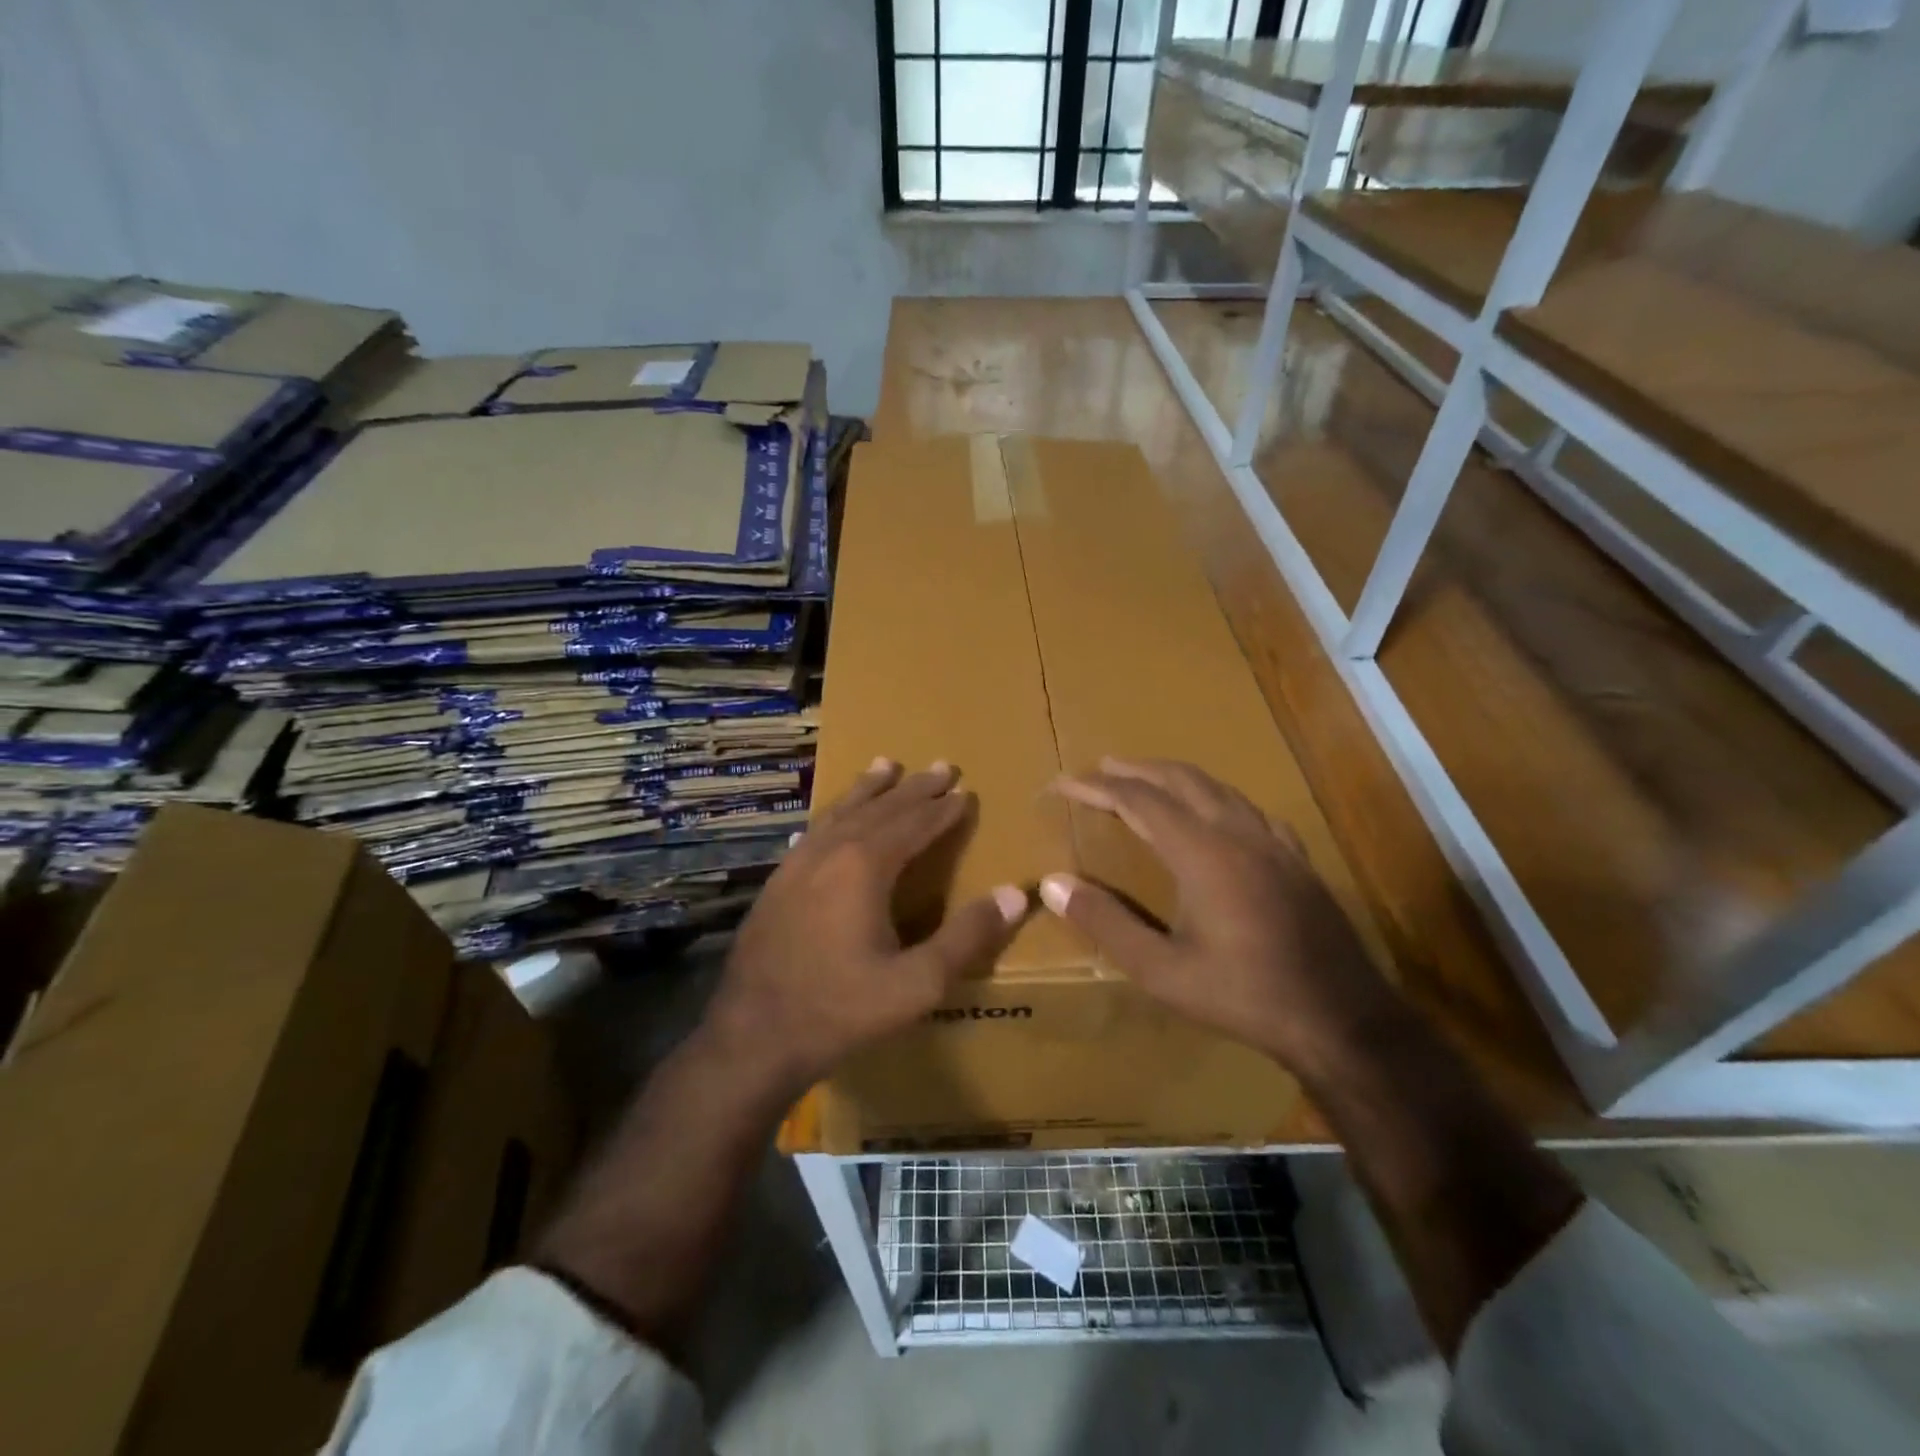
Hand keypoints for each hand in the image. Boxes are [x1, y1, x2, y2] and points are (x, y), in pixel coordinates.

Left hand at [706, 758, 1026, 1090]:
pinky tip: (832, 817)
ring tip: (886, 765)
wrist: (752, 1038)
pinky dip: (835, 813)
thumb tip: (1016, 894)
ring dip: (869, 789)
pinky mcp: (776, 883)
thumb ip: (968, 937)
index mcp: (865, 867)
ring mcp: (797, 864)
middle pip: (880, 808)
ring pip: (841, 812)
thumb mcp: (917, 983)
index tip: (965, 791)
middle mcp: (830, 852)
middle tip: (942, 766)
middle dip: (914, 788)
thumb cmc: (840, 1010)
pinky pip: (814, 831)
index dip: (943, 809)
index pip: (914, 824)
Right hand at [1039, 758, 1396, 1078]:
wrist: (1342, 1020)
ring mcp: (1274, 843)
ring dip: (1176, 778)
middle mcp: (1238, 833)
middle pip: (1180, 780)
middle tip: (1101, 768)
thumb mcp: (1162, 970)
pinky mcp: (1297, 860)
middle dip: (1136, 769)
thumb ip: (1106, 922)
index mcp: (1202, 852)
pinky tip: (1217, 814)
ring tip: (1148, 780)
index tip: (1063, 782)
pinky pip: (1249, 809)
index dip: (1097, 787)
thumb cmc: (1244, 995)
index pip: (1138, 800)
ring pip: (1218, 788)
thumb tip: (1053, 883)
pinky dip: (1216, 797)